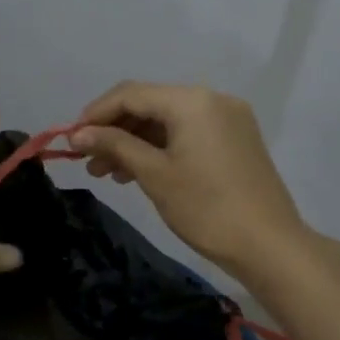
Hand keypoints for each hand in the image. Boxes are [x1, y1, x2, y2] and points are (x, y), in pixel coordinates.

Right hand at [70, 82, 324, 284]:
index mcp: (192, 101)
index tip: (71, 140)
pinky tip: (139, 172)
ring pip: (168, 121)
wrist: (268, 244)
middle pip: (150, 104)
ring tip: (108, 174)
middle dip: (115, 130)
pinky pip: (188, 133)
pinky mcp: (235, 139)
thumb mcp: (154, 174)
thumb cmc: (205, 208)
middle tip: (87, 162)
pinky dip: (161, 148)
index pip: (131, 94)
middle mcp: (212, 99)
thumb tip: (77, 134)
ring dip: (135, 142)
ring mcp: (228, 118)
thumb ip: (115, 146)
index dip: (96, 114)